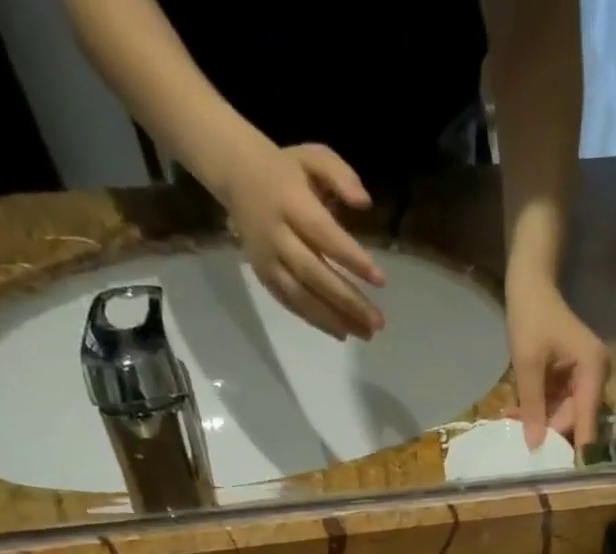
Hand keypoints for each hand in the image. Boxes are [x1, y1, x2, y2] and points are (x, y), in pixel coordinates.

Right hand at [222, 140, 386, 339]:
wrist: (235, 175)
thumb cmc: (286, 170)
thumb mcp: (313, 157)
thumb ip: (341, 176)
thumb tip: (365, 203)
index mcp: (290, 201)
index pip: (324, 235)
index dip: (352, 259)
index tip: (380, 280)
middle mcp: (276, 235)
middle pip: (314, 274)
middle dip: (347, 301)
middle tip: (377, 323)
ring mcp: (267, 259)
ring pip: (301, 296)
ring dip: (334, 319)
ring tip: (364, 334)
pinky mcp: (263, 275)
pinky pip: (290, 303)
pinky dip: (315, 320)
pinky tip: (340, 331)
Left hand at [507, 276, 607, 448]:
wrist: (530, 283)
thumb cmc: (531, 316)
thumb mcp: (528, 364)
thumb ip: (532, 406)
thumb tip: (534, 445)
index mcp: (593, 370)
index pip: (587, 420)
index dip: (575, 447)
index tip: (562, 473)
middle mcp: (596, 376)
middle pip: (574, 419)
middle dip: (547, 429)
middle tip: (518, 435)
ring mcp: (585, 377)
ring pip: (563, 414)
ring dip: (538, 419)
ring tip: (511, 417)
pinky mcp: (572, 378)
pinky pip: (557, 402)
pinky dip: (539, 407)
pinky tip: (516, 410)